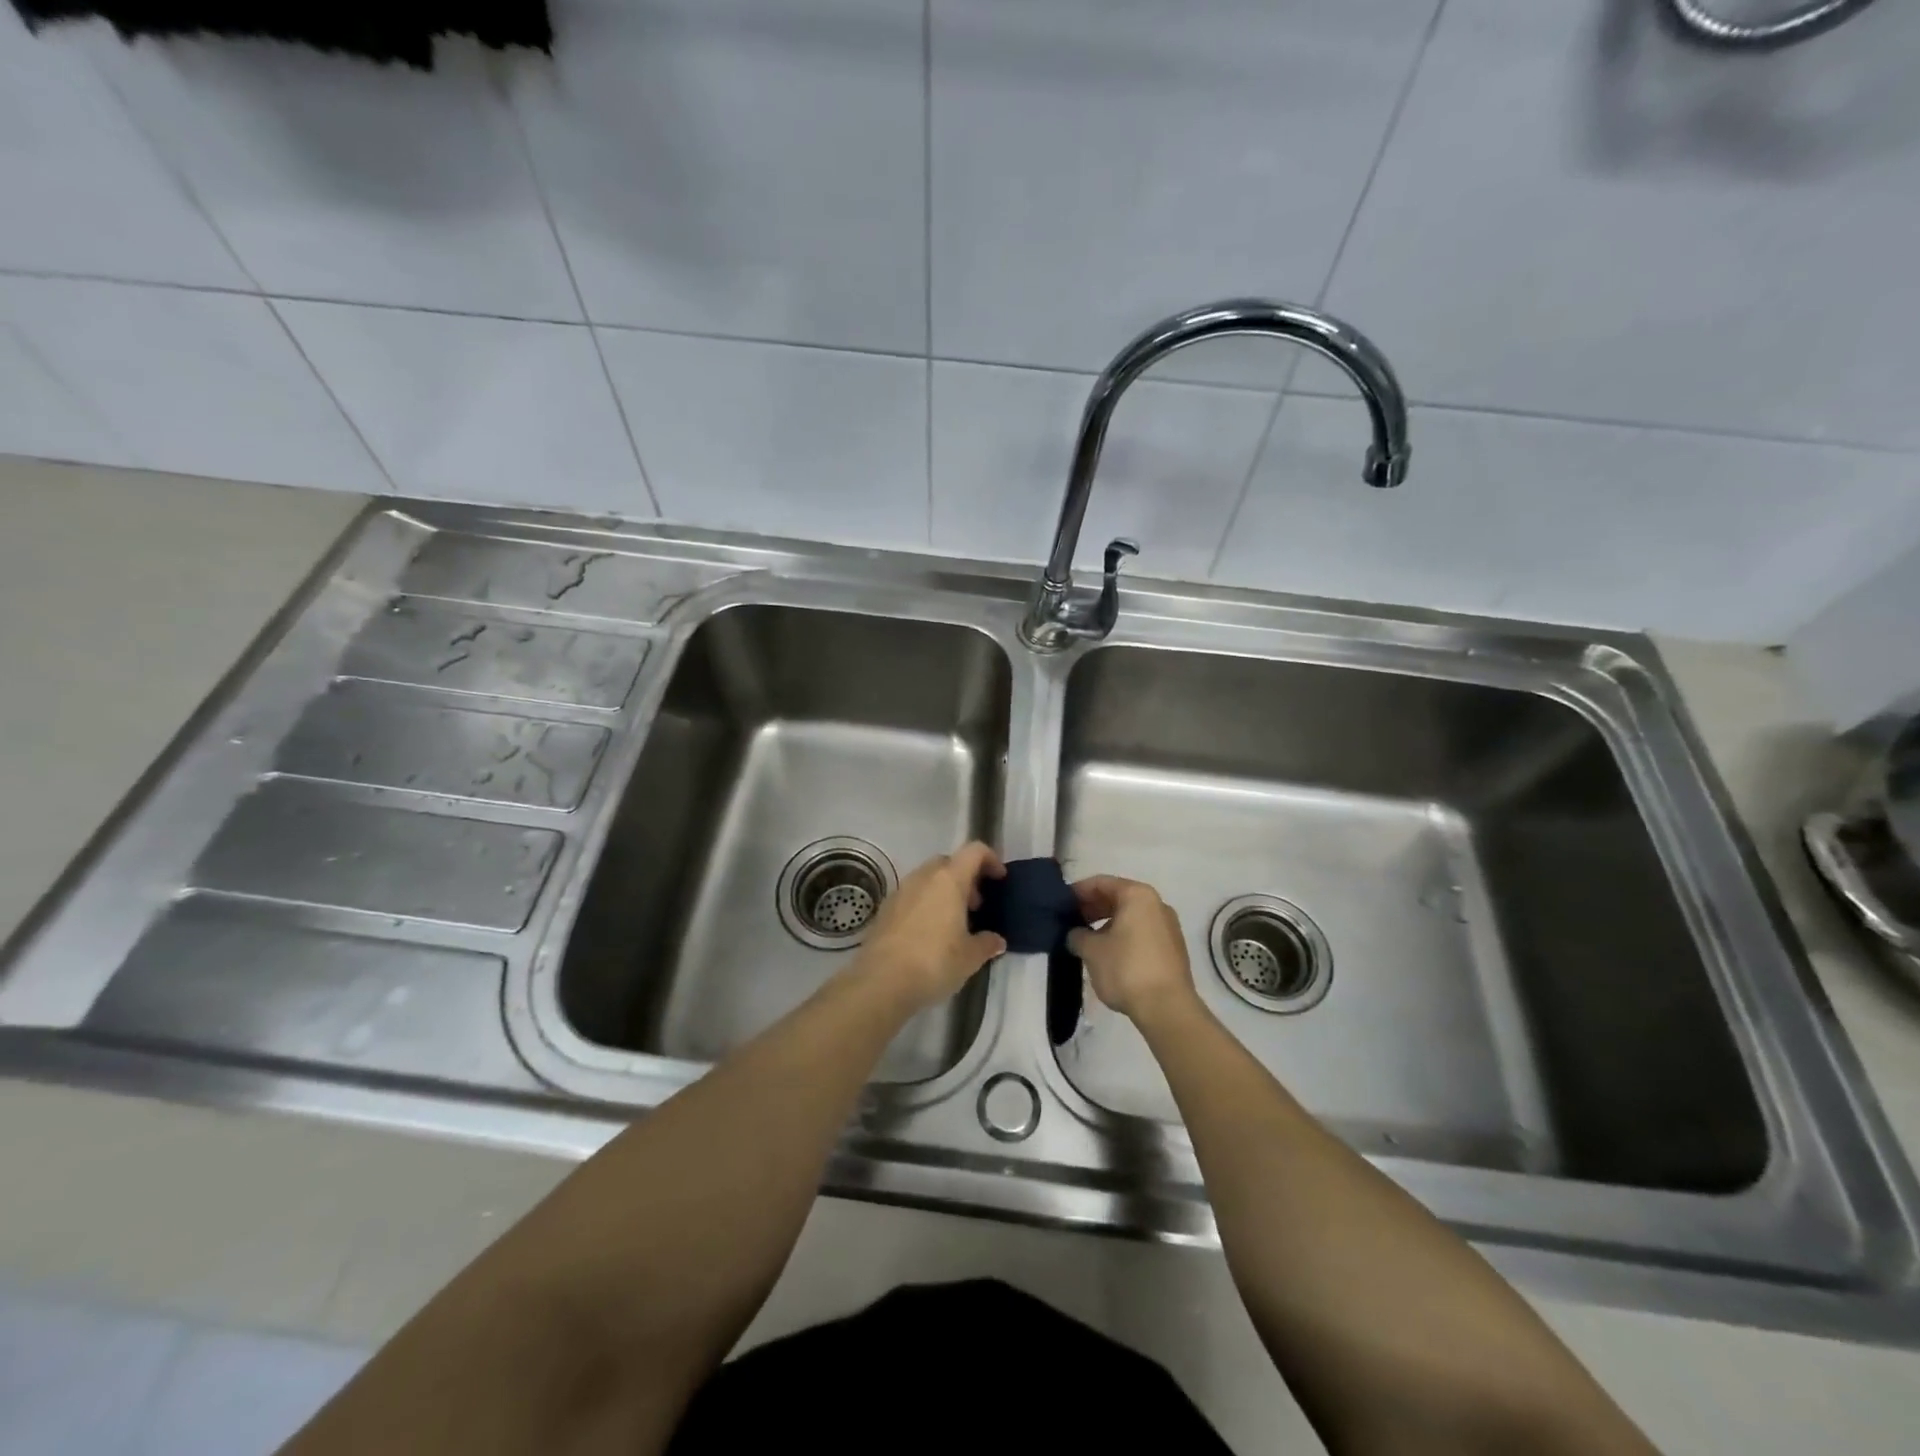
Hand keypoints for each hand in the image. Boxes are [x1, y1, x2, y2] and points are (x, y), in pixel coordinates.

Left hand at [853, 842, 1007, 1012]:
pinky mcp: (884, 909)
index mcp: (948, 880)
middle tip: (976, 905)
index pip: (974, 851)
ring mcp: (900, 891)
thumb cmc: (934, 962)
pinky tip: (928, 933)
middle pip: (948, 862)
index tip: (999, 879)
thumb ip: (986, 944)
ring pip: (927, 879)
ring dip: (943, 891)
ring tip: (953, 922)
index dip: (990, 859)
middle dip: (965, 877)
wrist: (881, 981)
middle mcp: (923, 877)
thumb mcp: (970, 957)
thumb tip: (996, 941)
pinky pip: (911, 896)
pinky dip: (924, 904)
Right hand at [1068, 876, 1198, 1026]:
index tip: (1061, 905)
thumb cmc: (1126, 969)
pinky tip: (1108, 954)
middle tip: (1071, 922)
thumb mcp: (1091, 950)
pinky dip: (1123, 937)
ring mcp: (1168, 927)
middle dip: (1093, 908)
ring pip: (1131, 917)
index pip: (1101, 883)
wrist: (1167, 1008)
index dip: (1078, 891)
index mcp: (1138, 895)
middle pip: (1118, 898)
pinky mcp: (1173, 950)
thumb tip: (1075, 935)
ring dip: (1107, 924)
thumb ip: (1077, 935)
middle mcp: (1157, 904)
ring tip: (1087, 940)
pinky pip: (1142, 933)